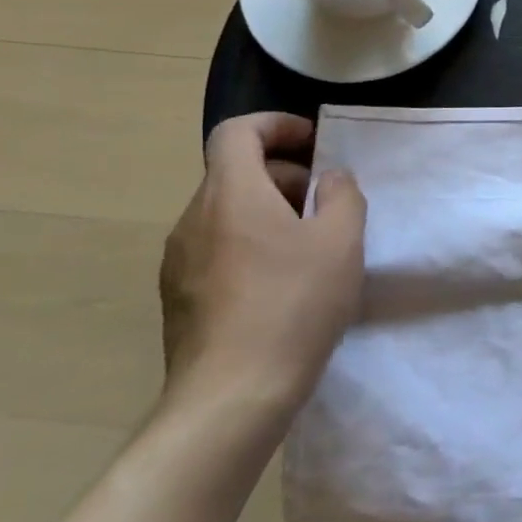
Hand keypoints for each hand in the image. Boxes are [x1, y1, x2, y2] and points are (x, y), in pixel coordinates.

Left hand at [158, 113, 366, 417]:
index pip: (236, 132)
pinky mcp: (179, 298)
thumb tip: (329, 180)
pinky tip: (283, 283)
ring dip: (268, 211)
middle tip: (326, 202)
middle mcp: (194, 220)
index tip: (313, 143)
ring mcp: (179, 262)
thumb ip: (342, 195)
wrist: (232, 396)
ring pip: (226, 213)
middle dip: (284, 174)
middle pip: (234, 173)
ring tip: (310, 245)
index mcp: (231, 195)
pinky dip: (250, 244)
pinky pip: (217, 249)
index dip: (276, 125)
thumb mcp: (341, 240)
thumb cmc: (294, 304)